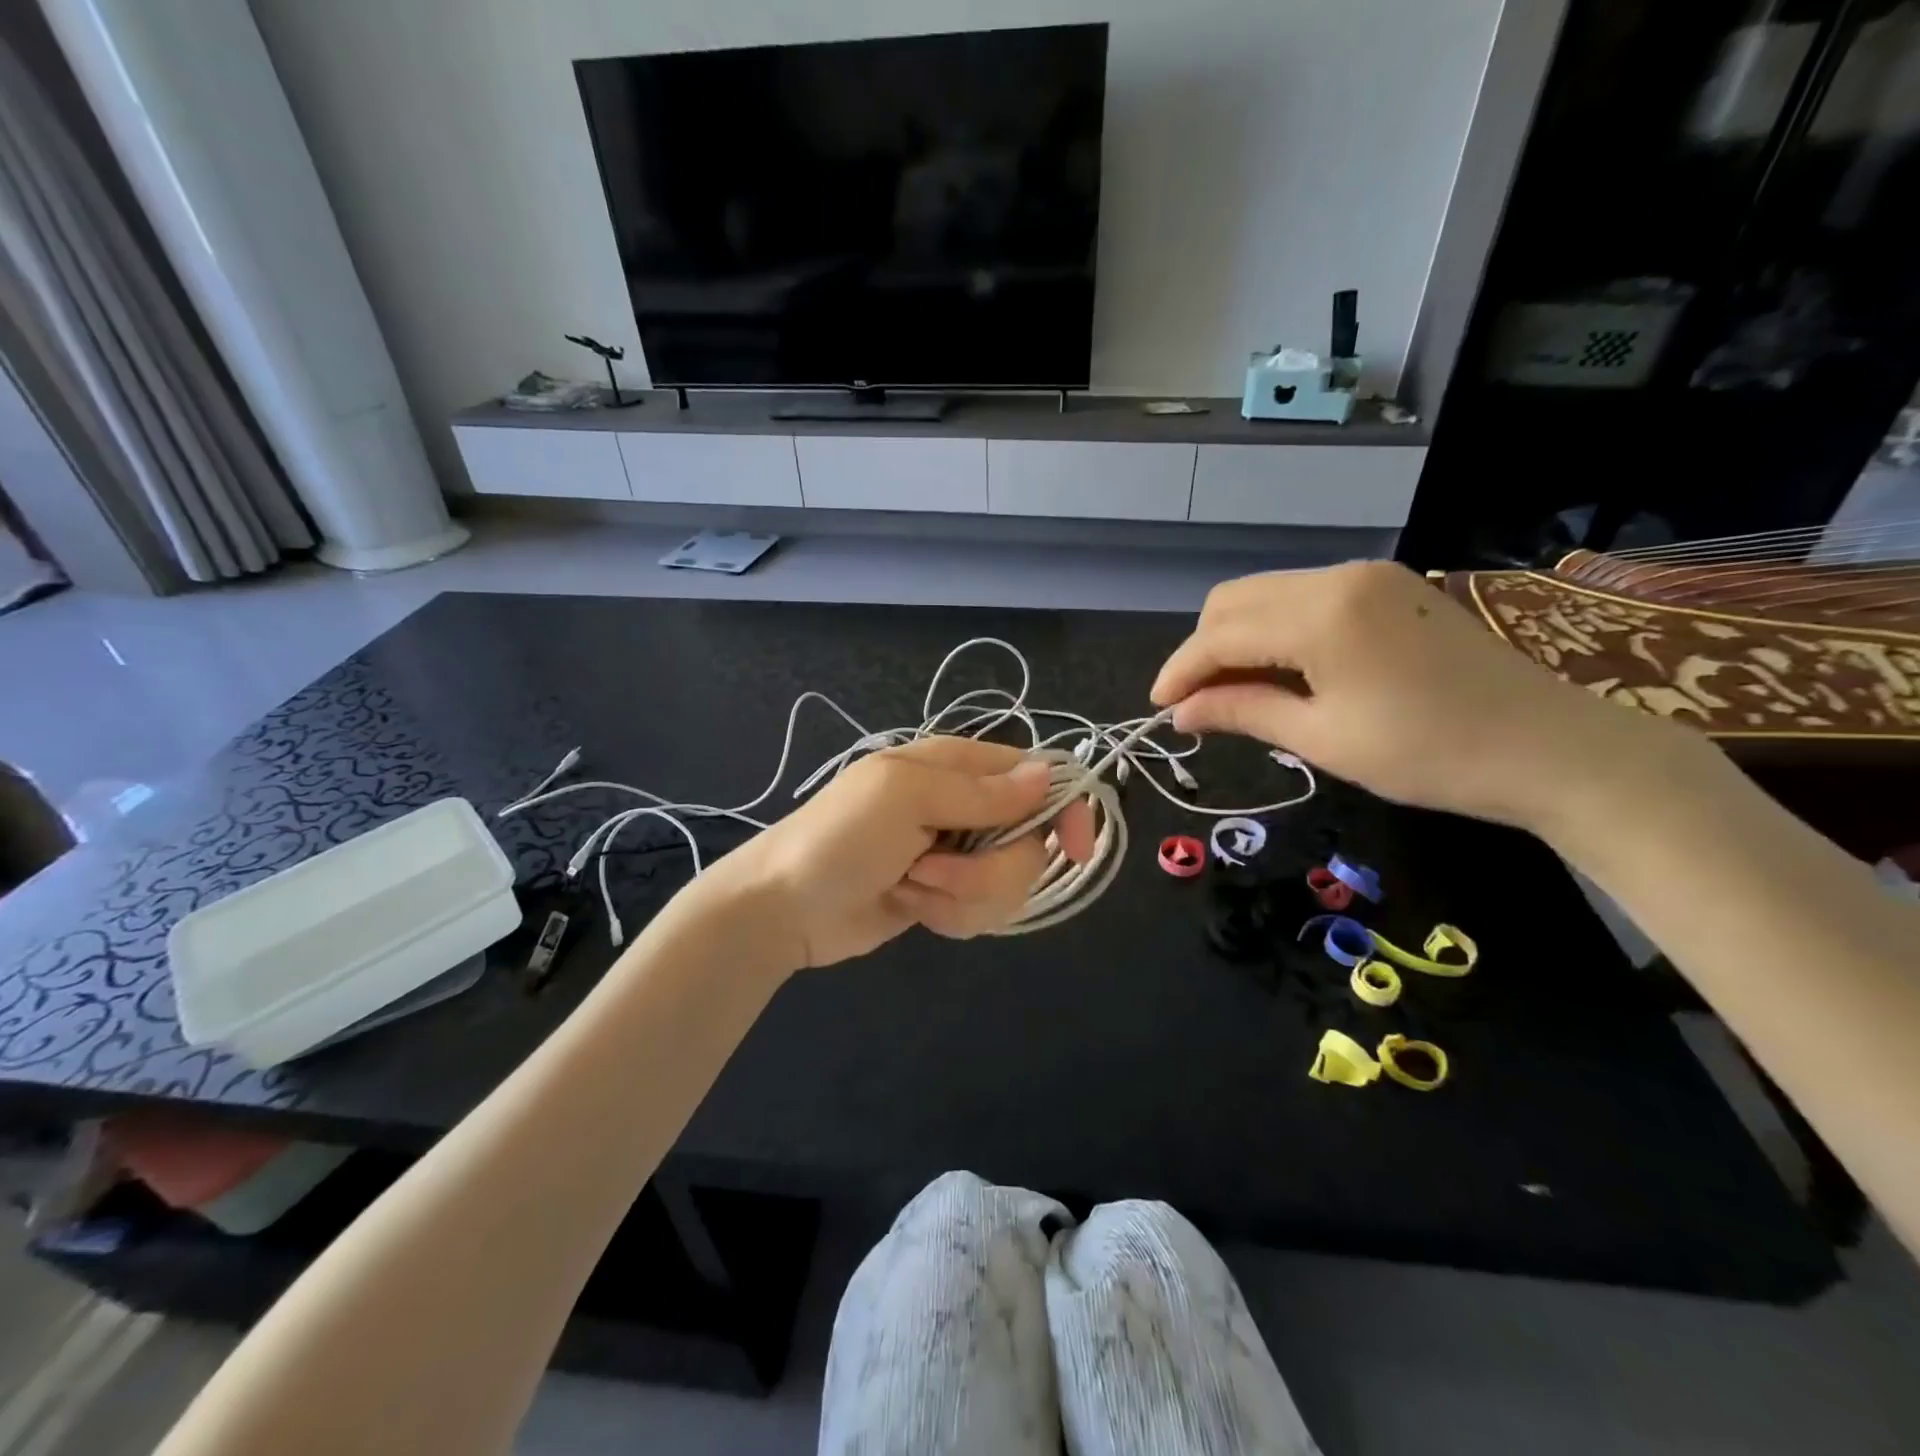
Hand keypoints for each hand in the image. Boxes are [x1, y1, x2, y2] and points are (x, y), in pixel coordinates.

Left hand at [705, 736, 1095, 971]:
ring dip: (963, 895)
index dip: (1064, 809)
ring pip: (1009, 883)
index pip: (1037, 775)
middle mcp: (966, 807)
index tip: (1075, 849)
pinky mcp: (946, 896)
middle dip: (988, 870)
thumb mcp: (905, 798)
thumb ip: (979, 791)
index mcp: (957, 766)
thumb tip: (1048, 775)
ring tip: (912, 887)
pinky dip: (949, 915)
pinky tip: (911, 906)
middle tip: (932, 868)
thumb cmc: (838, 838)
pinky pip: (982, 912)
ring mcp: (957, 855)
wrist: (784, 907)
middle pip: (1030, 842)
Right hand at [1150, 561, 1701, 830]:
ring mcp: (1367, 576)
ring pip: (1267, 595)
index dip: (1181, 671)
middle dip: (1204, 650)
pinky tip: (1282, 672)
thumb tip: (1180, 714)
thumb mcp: (1322, 739)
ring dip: (1238, 639)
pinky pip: (1304, 599)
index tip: (1158, 709)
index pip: (1220, 634)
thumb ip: (1242, 712)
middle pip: (1235, 600)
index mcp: (1320, 614)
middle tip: (1199, 705)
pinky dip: (1276, 632)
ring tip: (1236, 693)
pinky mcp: (1387, 587)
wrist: (1551, 748)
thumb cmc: (1428, 754)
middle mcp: (1337, 576)